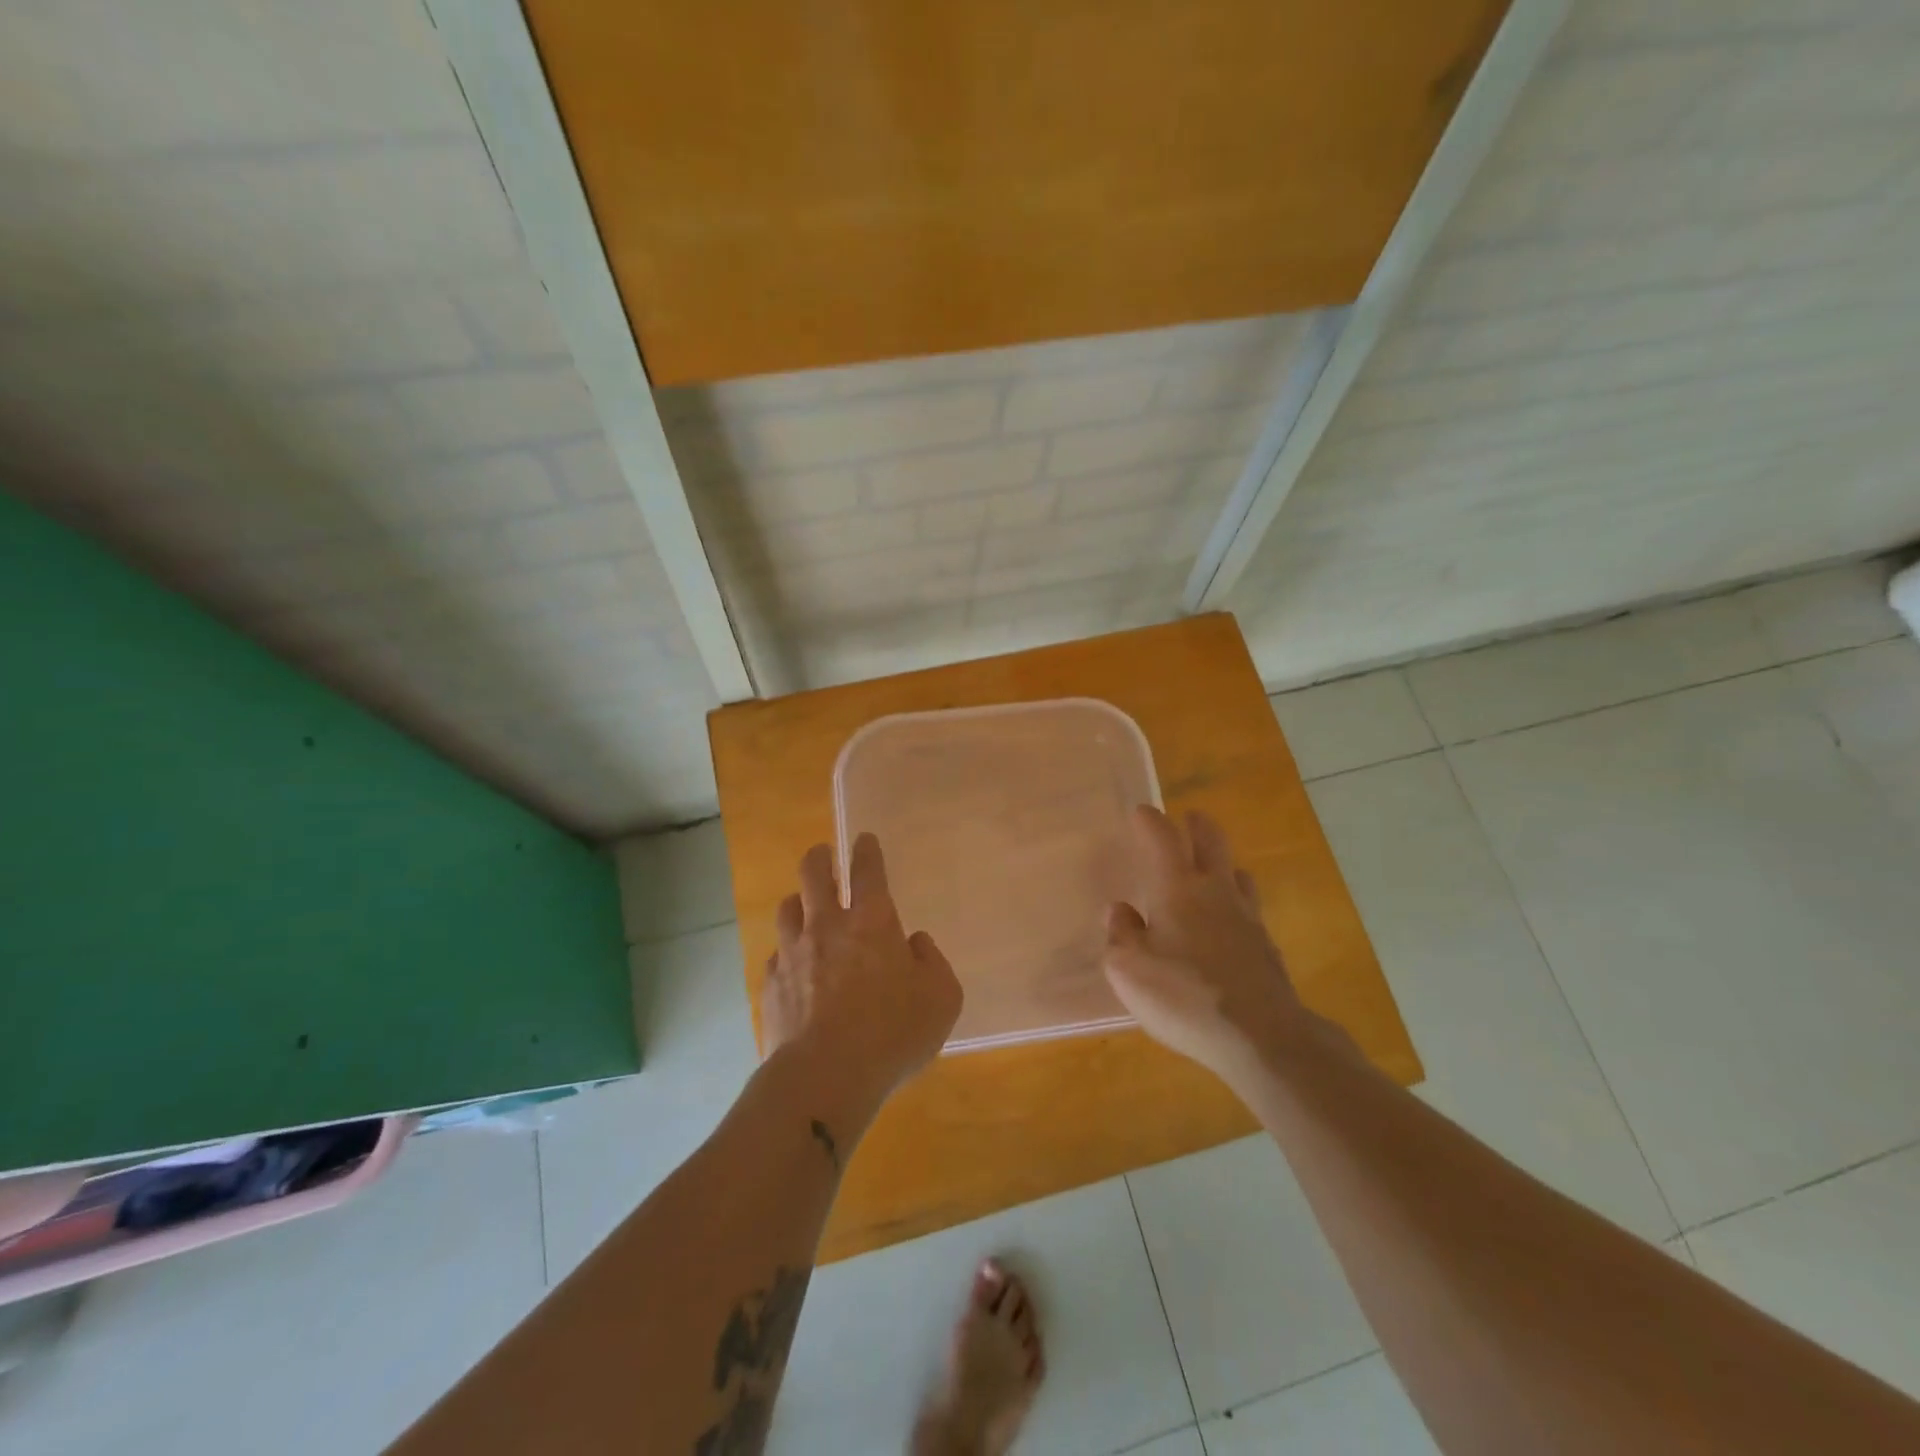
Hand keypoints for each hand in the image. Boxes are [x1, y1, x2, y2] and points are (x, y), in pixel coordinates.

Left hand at [761, 834, 962, 1116]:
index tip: (863, 839)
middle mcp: (828, 925)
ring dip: (798, 902)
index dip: (866, 850)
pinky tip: (794, 967)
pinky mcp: (772, 983)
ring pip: (787, 907)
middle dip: (820, 857)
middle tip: (824, 855)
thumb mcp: (942, 999)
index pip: (867, 869)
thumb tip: (915, 944)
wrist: (825, 1076)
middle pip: (813, 872)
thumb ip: (933, 963)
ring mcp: (794, 952)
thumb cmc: (893, 1033)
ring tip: (804, 907)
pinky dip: (788, 952)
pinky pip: (777, 954)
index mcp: (872, 920)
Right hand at [1103, 807, 1320, 1090]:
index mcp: (1177, 888)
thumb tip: (1120, 911)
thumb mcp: (1128, 970)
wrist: (1261, 1037)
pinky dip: (1235, 902)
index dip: (1150, 820)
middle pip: (1212, 841)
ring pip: (1237, 873)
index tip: (1140, 812)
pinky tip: (1227, 924)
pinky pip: (1249, 908)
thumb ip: (1120, 935)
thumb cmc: (1184, 996)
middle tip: (1188, 819)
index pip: (1163, 837)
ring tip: (1210, 871)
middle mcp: (1215, 891)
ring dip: (1222, 864)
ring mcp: (1247, 917)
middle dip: (1197, 826)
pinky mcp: (1266, 946)